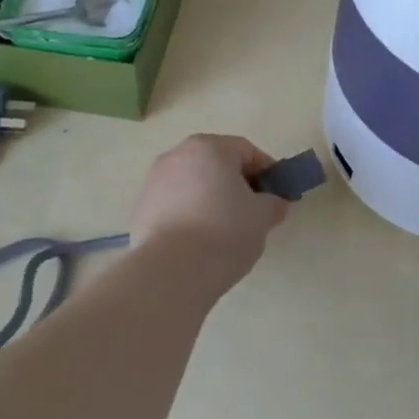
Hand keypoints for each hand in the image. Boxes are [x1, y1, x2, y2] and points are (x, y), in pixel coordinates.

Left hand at [128, 135, 291, 294]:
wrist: (171, 271)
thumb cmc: (224, 232)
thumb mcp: (262, 217)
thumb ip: (273, 203)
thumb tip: (274, 204)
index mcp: (209, 147)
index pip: (247, 151)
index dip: (267, 172)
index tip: (278, 195)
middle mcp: (177, 155)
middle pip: (216, 163)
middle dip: (236, 184)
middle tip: (253, 212)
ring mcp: (154, 181)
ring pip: (193, 183)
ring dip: (210, 198)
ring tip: (224, 230)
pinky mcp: (140, 208)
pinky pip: (174, 204)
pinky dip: (189, 214)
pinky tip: (198, 241)